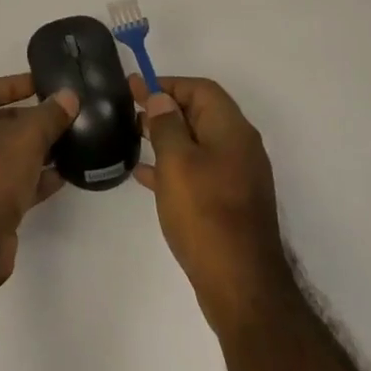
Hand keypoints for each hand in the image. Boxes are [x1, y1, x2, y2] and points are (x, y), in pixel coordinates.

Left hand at [0, 74, 78, 283]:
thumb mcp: (26, 136)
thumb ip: (50, 115)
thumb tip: (69, 96)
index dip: (17, 84)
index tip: (46, 85)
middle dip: (31, 119)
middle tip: (63, 116)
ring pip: (7, 155)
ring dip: (36, 150)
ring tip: (70, 144)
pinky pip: (12, 184)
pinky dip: (34, 179)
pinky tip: (63, 176)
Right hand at [135, 76, 290, 332]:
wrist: (241, 285)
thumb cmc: (205, 214)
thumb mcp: (177, 163)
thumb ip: (166, 125)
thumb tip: (160, 98)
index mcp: (232, 130)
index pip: (201, 89)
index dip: (168, 84)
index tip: (136, 88)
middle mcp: (240, 147)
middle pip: (200, 114)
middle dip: (165, 109)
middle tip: (130, 111)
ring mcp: (237, 176)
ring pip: (197, 143)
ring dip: (167, 137)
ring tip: (132, 138)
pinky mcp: (229, 202)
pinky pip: (198, 171)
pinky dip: (174, 166)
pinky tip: (146, 176)